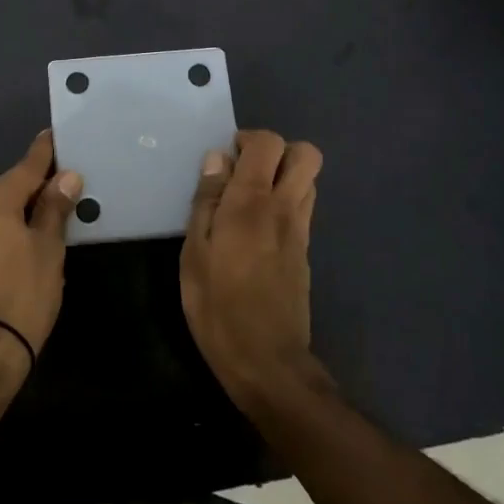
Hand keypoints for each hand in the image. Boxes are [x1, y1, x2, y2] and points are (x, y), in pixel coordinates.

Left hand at [0, 132, 82, 364]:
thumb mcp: (48, 249)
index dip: (43, 152)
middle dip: (31, 187)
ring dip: (14, 213)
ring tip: (42, 223)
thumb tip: (66, 177)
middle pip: (6, 189)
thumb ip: (54, 209)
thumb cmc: (23, 293)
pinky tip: (17, 249)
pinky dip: (0, 234)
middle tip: (59, 189)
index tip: (53, 135)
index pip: (25, 167)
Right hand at [180, 129, 322, 410]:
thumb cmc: (218, 308)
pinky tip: (256, 230)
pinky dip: (285, 202)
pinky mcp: (305, 252)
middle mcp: (284, 209)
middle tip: (244, 171)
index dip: (248, 139)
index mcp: (252, 203)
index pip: (268, 144)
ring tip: (248, 199)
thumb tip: (216, 159)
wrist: (268, 363)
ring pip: (309, 180)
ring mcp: (301, 231)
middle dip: (277, 151)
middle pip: (306, 154)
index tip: (224, 160)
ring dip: (283, 176)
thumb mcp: (194, 254)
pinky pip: (303, 208)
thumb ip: (206, 201)